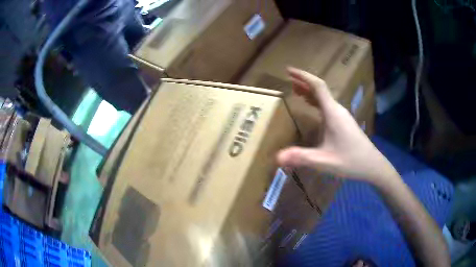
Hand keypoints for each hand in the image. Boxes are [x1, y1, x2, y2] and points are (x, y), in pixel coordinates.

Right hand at [277, 67, 397, 184]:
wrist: (372, 165)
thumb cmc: (351, 161)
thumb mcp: (324, 161)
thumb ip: (301, 157)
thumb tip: (277, 157)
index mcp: (333, 112)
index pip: (318, 86)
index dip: (303, 76)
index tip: (289, 70)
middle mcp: (337, 110)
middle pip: (320, 89)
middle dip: (304, 82)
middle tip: (288, 79)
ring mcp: (342, 116)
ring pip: (324, 97)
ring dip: (310, 91)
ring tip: (296, 90)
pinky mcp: (344, 122)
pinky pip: (327, 106)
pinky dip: (316, 101)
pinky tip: (311, 106)